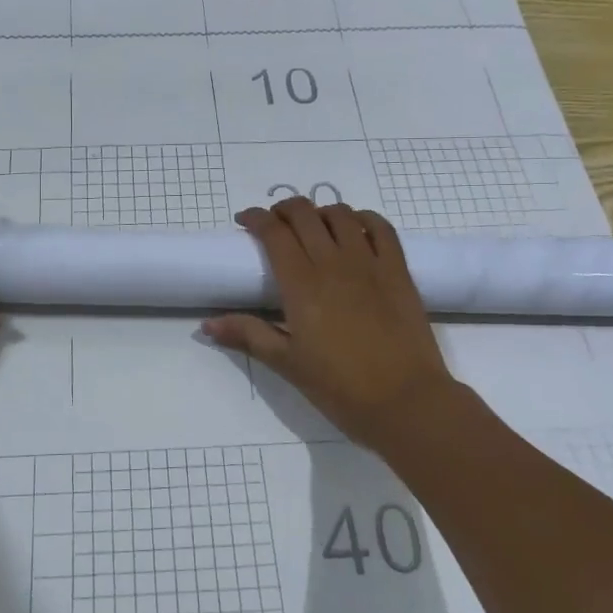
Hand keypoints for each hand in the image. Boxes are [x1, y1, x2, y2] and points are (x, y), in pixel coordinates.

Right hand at [202, 199, 462, 445]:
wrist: (406, 402)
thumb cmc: (340, 387)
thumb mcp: (287, 363)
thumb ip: (248, 335)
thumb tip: (206, 325)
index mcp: (301, 284)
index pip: (274, 232)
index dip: (256, 218)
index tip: (244, 221)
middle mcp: (333, 263)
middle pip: (305, 214)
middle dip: (284, 210)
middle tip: (274, 223)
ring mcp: (369, 263)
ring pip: (341, 215)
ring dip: (321, 212)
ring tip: (313, 226)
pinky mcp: (398, 271)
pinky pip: (382, 228)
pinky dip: (363, 219)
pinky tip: (355, 228)